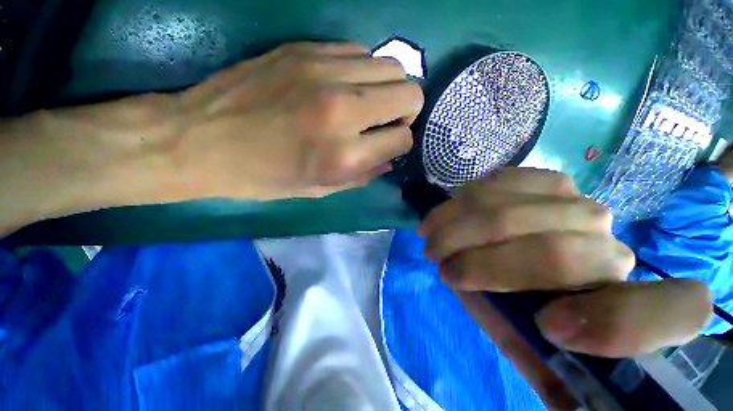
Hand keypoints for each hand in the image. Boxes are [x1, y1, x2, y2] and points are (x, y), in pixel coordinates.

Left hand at [170, 42, 423, 199]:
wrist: (201, 140)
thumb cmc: (264, 177)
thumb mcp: (319, 189)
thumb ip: (362, 175)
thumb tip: (389, 159)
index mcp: (344, 154)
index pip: (402, 139)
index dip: (400, 144)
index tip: (389, 145)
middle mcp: (344, 109)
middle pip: (410, 94)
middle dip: (406, 111)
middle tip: (387, 121)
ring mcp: (325, 71)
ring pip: (392, 66)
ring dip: (388, 88)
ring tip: (369, 103)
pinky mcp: (306, 48)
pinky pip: (360, 52)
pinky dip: (364, 71)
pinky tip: (346, 84)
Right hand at [418, 168, 712, 409]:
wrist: (518, 257)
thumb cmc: (523, 307)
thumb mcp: (532, 347)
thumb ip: (546, 369)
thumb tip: (560, 385)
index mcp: (632, 305)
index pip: (675, 311)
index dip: (616, 327)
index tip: (548, 328)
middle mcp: (614, 246)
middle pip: (549, 253)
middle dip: (476, 262)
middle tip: (436, 262)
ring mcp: (580, 203)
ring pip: (508, 212)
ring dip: (456, 228)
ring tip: (431, 236)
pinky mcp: (547, 180)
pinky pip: (498, 185)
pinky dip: (460, 202)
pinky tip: (446, 213)